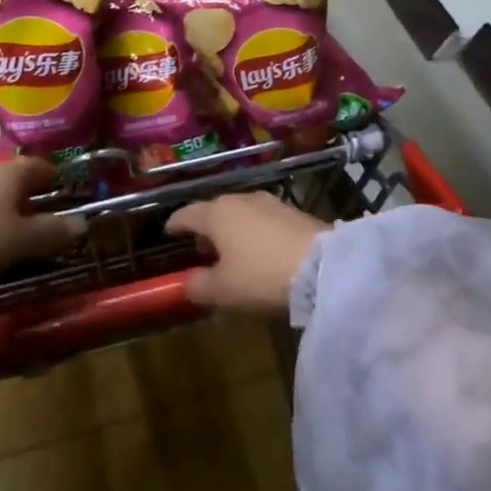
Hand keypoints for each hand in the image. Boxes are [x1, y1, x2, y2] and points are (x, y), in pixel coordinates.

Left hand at [0, 158, 85, 292]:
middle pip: (11, 177)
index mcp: (9, 172)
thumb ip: (52, 232)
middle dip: (24, 195)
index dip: (54, 178)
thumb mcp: (19, 242)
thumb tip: (83, 223)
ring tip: (1, 232)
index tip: (63, 193)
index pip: (41, 166)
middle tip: (35, 219)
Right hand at [166, 192, 328, 313]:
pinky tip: (260, 251)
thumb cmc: (261, 276)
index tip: (168, 232)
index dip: (175, 224)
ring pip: (242, 213)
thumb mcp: (222, 291)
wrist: (322, 268)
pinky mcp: (295, 213)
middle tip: (200, 247)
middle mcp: (242, 199)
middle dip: (205, 227)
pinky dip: (255, 232)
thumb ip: (198, 285)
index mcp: (217, 213)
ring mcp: (272, 203)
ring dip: (232, 229)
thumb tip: (189, 281)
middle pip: (215, 210)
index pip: (187, 214)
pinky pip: (264, 220)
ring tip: (231, 251)